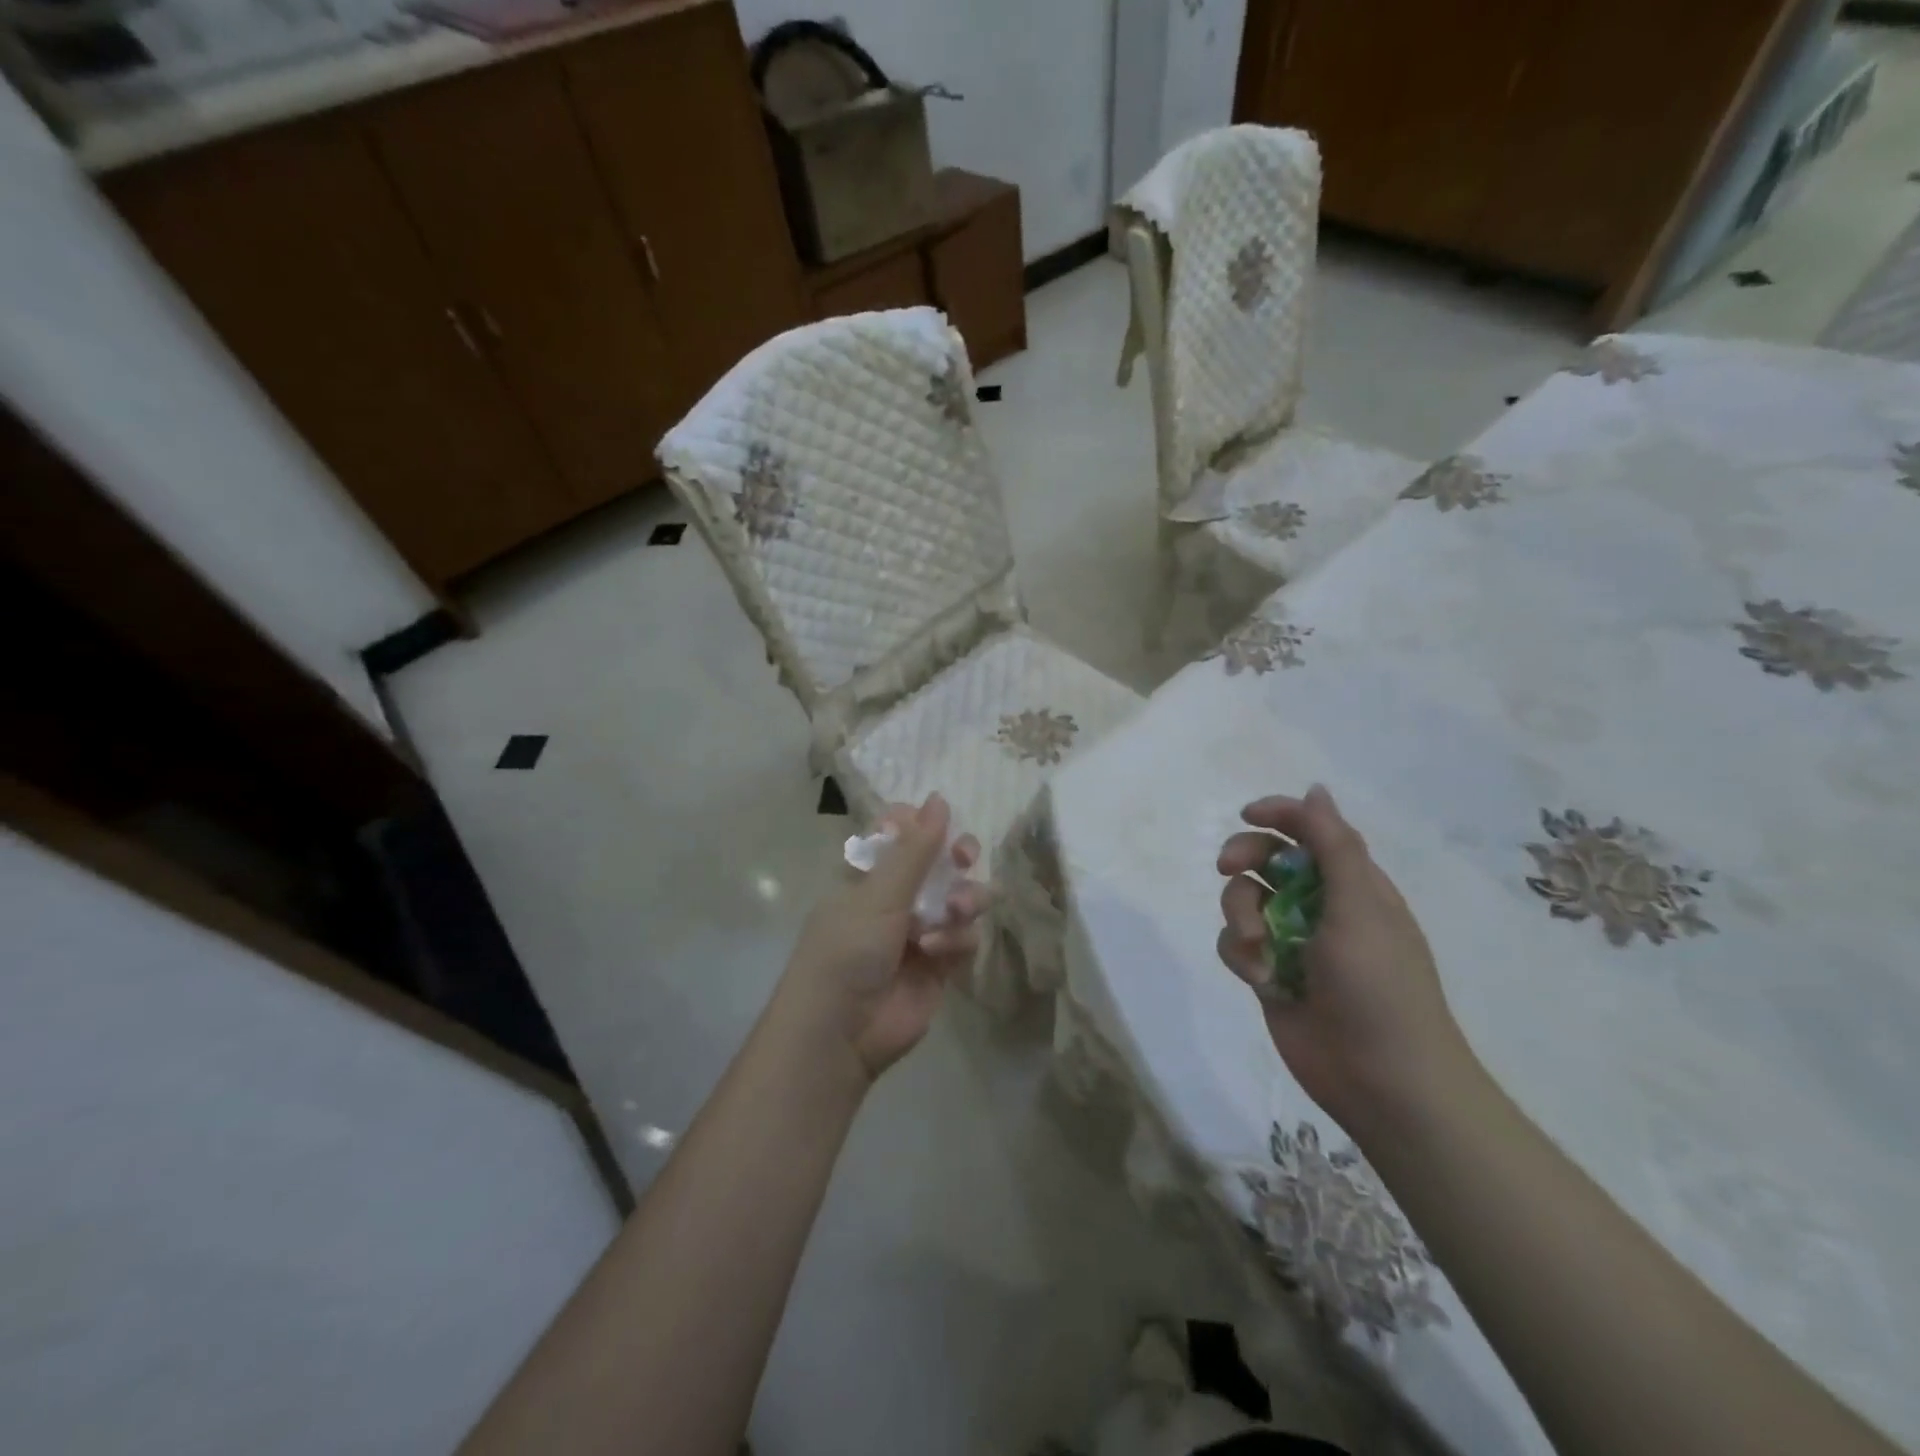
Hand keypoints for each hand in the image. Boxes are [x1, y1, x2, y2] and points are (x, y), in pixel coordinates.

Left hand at [776, 794, 985, 1085]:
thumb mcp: (879, 895)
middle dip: (957, 856)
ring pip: (961, 897)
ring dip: (964, 898)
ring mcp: (921, 930)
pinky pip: (965, 937)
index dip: (923, 825)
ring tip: (955, 910)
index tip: (938, 823)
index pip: (902, 835)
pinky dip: (957, 939)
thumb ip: (915, 849)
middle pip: (940, 862)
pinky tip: (938, 950)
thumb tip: (939, 798)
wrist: (840, 1033)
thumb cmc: (847, 950)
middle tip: (964, 857)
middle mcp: (897, 898)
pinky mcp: (941, 964)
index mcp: (870, 874)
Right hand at [1216, 784, 1477, 1136]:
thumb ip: (1335, 846)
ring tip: (1257, 947)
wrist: (1382, 1081)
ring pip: (1243, 900)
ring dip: (1240, 914)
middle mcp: (1319, 905)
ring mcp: (1291, 939)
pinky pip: (1235, 943)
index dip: (1278, 815)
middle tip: (1229, 869)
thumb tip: (1315, 789)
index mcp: (1352, 884)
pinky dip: (1240, 954)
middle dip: (1244, 859)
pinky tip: (1261, 978)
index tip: (1247, 816)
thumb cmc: (1380, 987)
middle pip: (1266, 859)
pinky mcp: (1268, 972)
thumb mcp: (1361, 907)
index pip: (1311, 830)